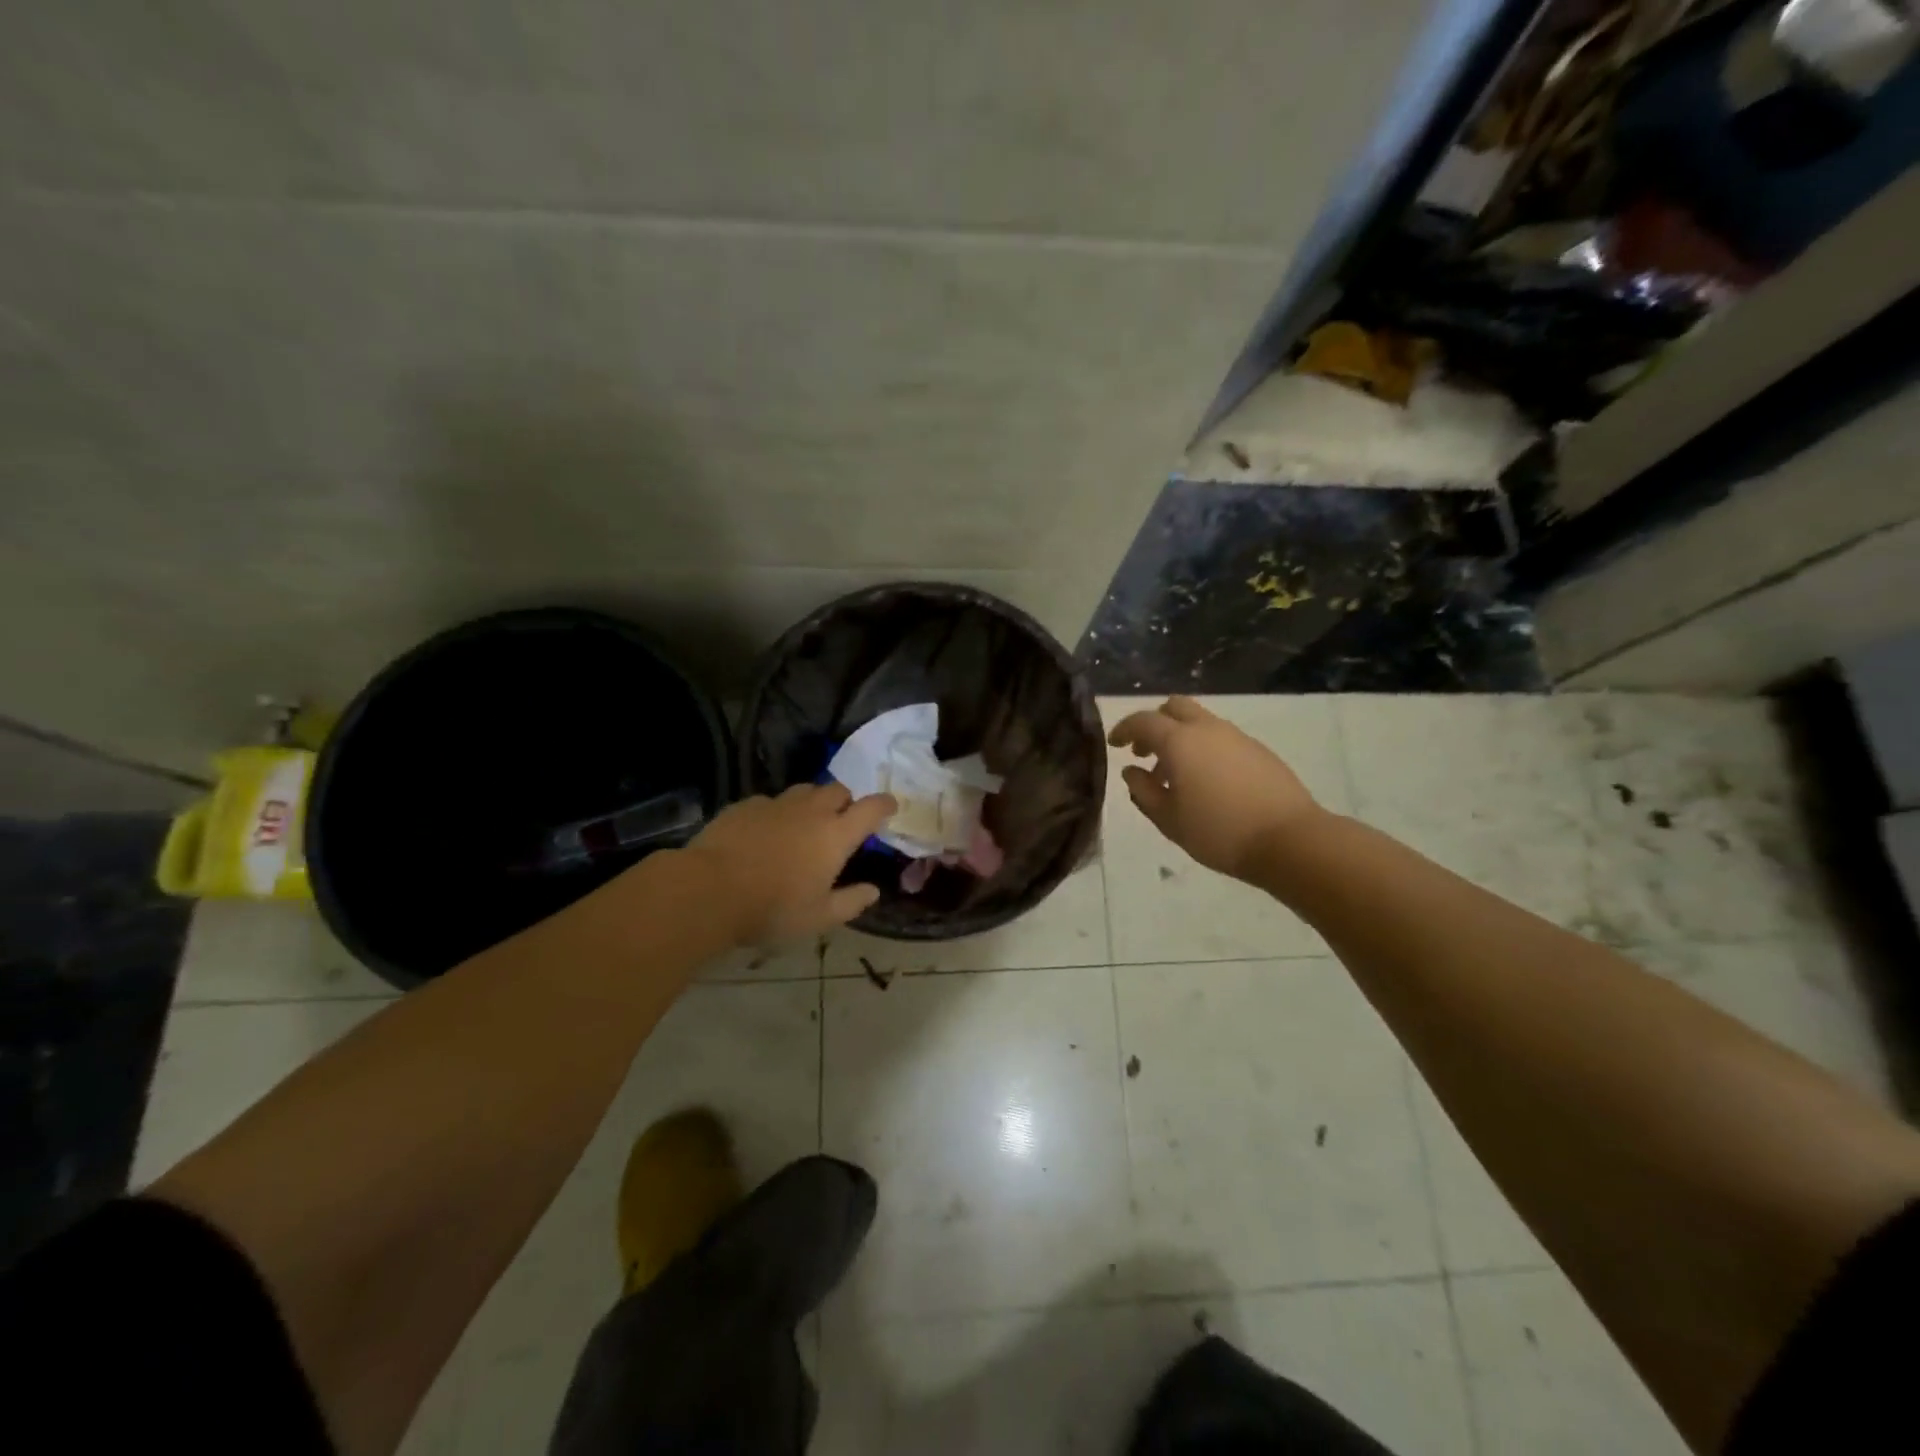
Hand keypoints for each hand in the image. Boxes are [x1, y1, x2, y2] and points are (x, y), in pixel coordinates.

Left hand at [683, 784, 896, 945]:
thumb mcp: (818, 918)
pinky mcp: (745, 805)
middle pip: (838, 790)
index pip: (871, 807)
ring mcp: (776, 804)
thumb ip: (851, 902)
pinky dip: (777, 812)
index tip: (890, 807)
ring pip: (804, 791)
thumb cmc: (772, 908)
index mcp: (835, 835)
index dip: (885, 804)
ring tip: (804, 824)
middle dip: (846, 801)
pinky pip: (770, 801)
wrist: (709, 889)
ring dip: (812, 802)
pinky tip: (764, 833)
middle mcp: (811, 811)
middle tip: (841, 822)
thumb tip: (874, 891)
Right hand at [1108, 696, 1324, 882]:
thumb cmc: (1218, 832)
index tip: (1114, 744)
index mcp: (1179, 741)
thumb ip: (1143, 791)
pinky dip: (1204, 748)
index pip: (1143, 721)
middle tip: (1144, 751)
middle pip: (1174, 707)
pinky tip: (1206, 781)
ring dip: (1180, 737)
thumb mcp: (1168, 819)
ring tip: (1174, 774)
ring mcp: (1237, 737)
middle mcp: (1207, 729)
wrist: (1289, 840)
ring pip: (1200, 721)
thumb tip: (1132, 771)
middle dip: (1154, 723)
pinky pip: (1221, 737)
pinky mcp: (1259, 750)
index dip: (1124, 729)